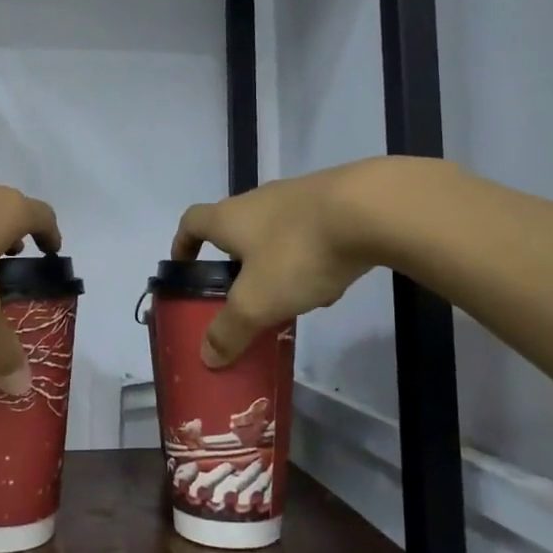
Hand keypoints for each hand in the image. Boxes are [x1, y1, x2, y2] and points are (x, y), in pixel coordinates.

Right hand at [171, 161, 384, 365]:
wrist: (370, 209)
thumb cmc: (297, 252)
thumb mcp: (257, 301)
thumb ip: (230, 330)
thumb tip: (206, 356)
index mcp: (229, 217)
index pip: (192, 222)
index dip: (183, 244)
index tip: (184, 267)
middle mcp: (258, 199)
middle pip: (235, 227)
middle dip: (236, 261)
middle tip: (241, 294)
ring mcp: (297, 196)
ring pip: (275, 232)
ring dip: (275, 262)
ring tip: (289, 296)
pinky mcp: (334, 199)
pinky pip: (310, 232)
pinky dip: (311, 256)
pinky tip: (330, 281)